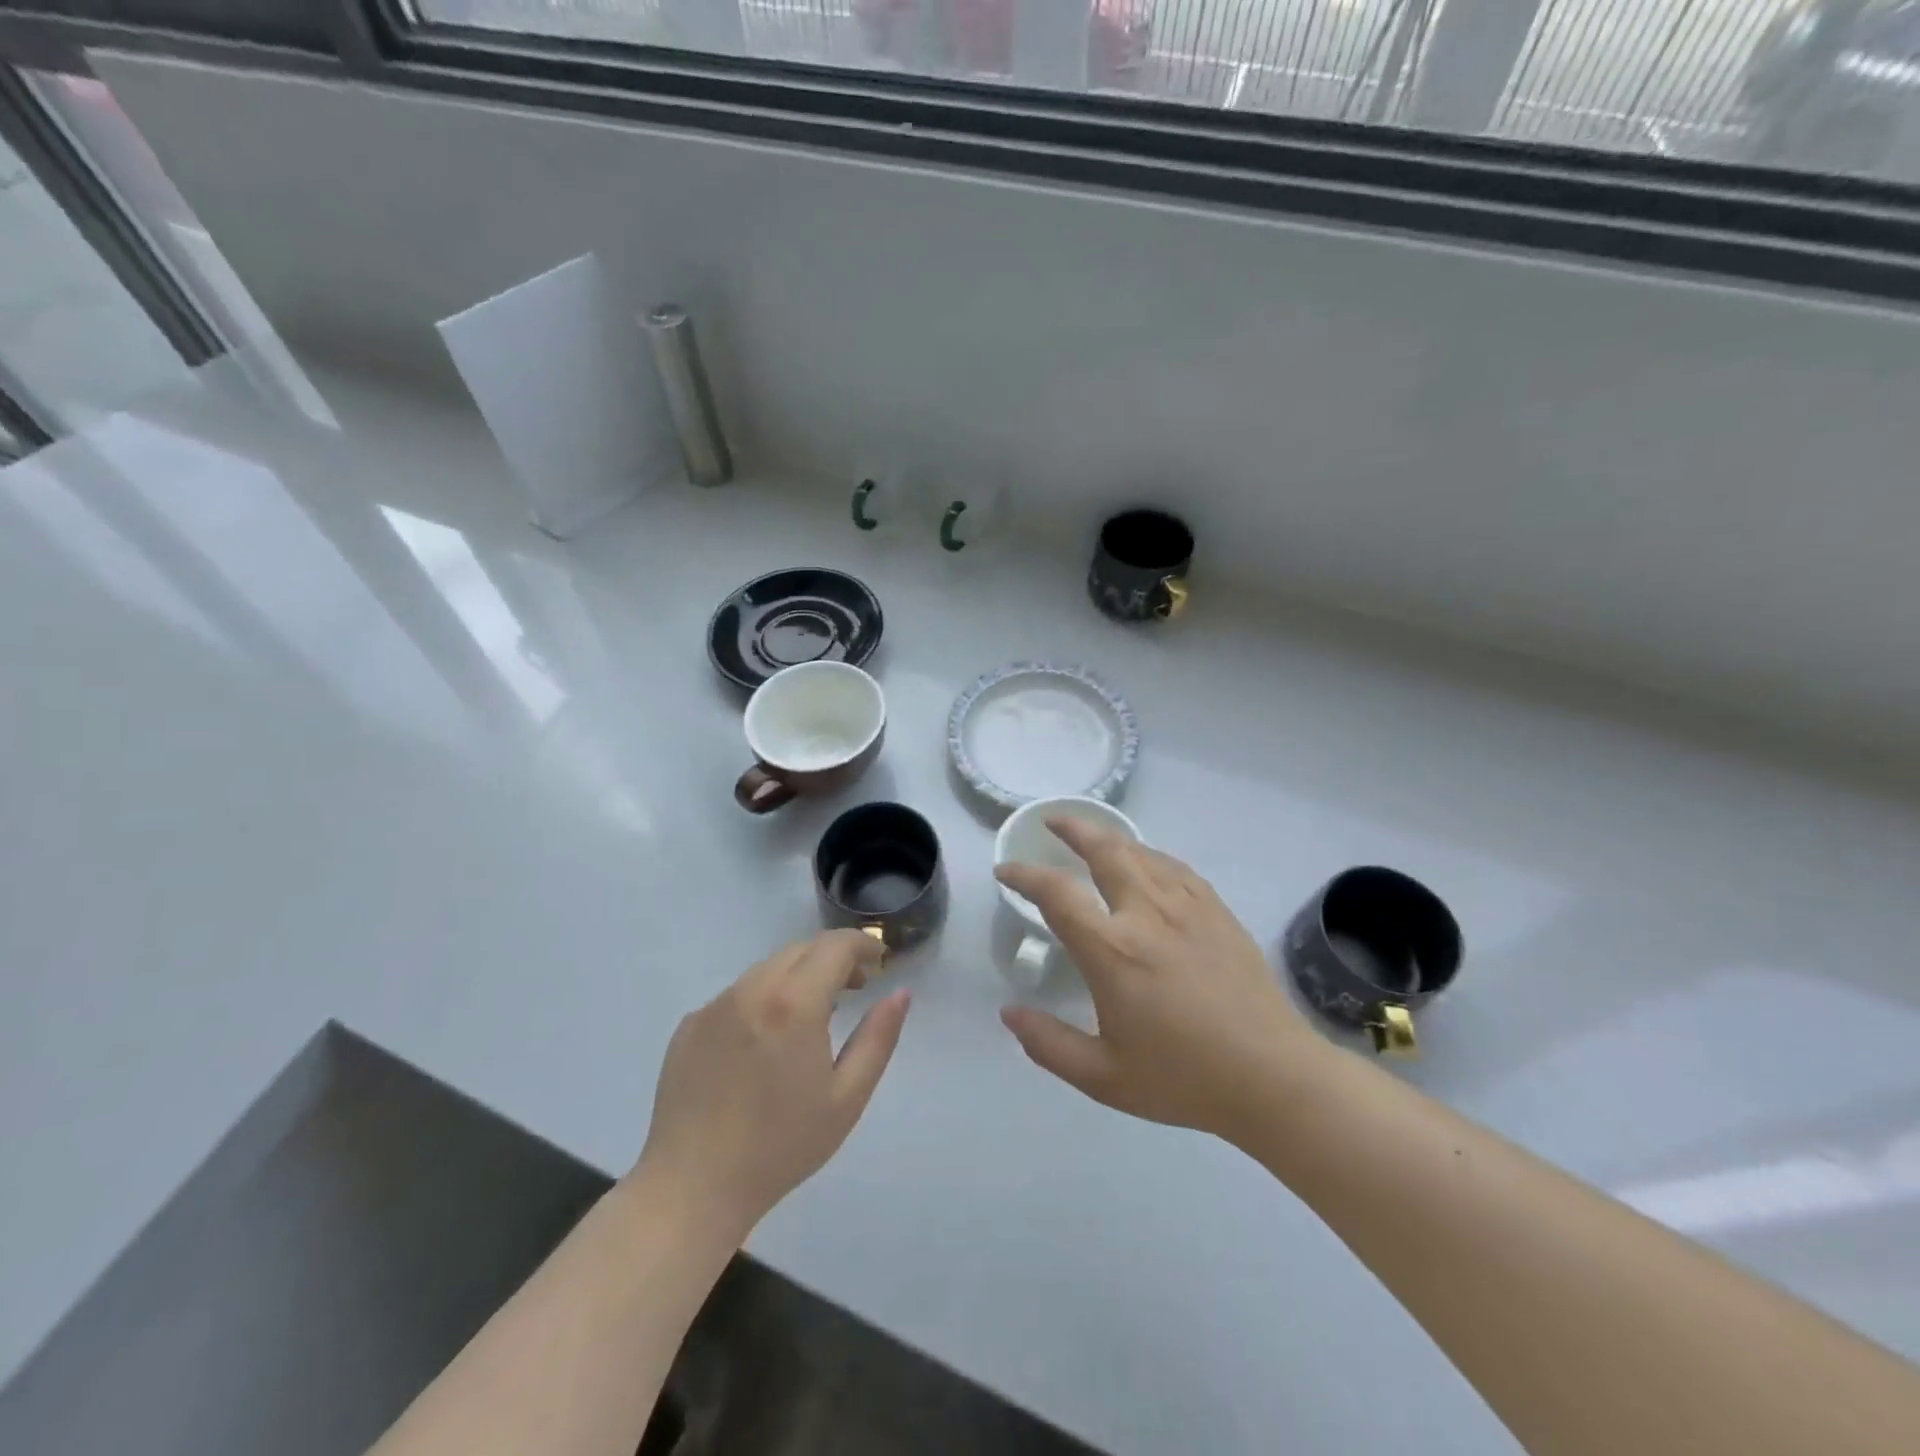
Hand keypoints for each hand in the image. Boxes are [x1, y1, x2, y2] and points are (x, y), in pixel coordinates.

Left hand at [634, 930, 908, 1237]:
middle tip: (854, 988)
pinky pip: (736, 995)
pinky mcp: (689, 1025)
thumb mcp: (847, 1097)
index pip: (835, 946)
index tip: (878, 961)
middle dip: (833, 958)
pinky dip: (762, 999)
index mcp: (794, 1002)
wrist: (692, 1189)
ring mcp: (714, 1006)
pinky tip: (764, 1043)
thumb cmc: (781, 1146)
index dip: (862, 944)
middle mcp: (751, 990)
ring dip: (797, 976)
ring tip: (811, 1016)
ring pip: (767, 969)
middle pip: (801, 950)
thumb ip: (879, 1037)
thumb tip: (900, 994)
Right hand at [995, 820, 1324, 1139]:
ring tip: (1092, 837)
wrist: (1273, 1077)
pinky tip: (1146, 862)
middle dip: (1073, 828)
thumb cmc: (1183, 1078)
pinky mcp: (1217, 911)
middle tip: (1052, 822)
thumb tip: (1008, 1013)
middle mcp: (1146, 914)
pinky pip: (1175, 867)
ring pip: (1141, 852)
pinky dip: (1149, 855)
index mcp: (1112, 950)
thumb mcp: (1103, 1077)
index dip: (1025, 875)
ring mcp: (1187, 907)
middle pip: (1104, 849)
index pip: (1056, 893)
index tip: (1006, 871)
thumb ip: (1049, 1044)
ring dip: (1109, 838)